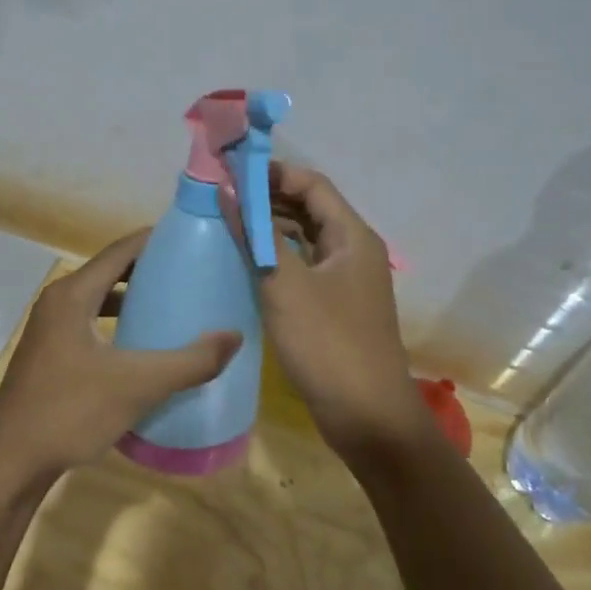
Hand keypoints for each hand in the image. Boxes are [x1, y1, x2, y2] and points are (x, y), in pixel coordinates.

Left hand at [0, 230, 241, 496]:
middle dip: (149, 271)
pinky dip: (116, 326)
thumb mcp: (138, 385)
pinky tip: (140, 349)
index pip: (120, 251)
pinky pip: (89, 325)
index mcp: (72, 294)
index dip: (155, 241)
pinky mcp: (48, 356)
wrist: (10, 462)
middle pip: (110, 272)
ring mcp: (49, 331)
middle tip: (190, 275)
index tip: (192, 239)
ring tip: (171, 307)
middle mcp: (57, 303)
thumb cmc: (70, 412)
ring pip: (98, 301)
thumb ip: (190, 362)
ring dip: (132, 300)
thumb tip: (234, 337)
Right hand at [257, 164, 433, 457]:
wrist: (368, 416)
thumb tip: (228, 190)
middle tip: (222, 198)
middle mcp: (354, 250)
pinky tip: (249, 264)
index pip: (311, 184)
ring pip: (306, 239)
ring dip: (271, 228)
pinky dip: (278, 258)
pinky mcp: (336, 307)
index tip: (230, 173)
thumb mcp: (285, 285)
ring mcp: (347, 281)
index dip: (272, 173)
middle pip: (310, 208)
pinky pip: (305, 267)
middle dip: (268, 198)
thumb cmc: (328, 343)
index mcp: (352, 236)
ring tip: (229, 225)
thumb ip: (256, 234)